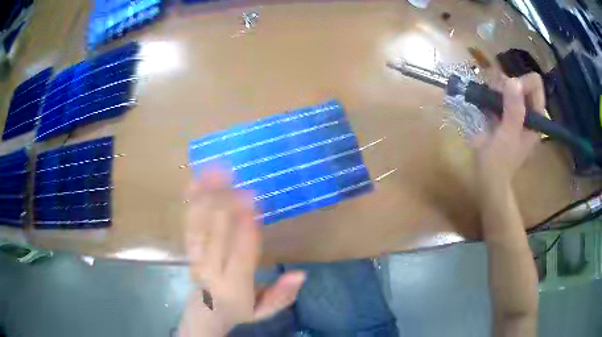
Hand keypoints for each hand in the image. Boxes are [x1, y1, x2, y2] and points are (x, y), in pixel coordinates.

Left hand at [178, 169, 305, 336]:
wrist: (205, 313)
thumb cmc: (240, 309)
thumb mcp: (264, 311)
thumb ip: (281, 295)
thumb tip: (301, 274)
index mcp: (234, 286)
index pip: (240, 255)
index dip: (244, 228)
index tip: (252, 201)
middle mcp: (211, 270)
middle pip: (216, 235)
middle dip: (225, 204)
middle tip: (237, 178)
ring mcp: (197, 258)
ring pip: (200, 225)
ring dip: (206, 196)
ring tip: (214, 170)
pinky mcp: (190, 250)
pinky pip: (189, 224)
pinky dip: (192, 202)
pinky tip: (195, 180)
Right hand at [473, 73, 545, 181]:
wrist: (486, 179)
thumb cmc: (499, 161)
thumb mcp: (508, 136)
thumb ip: (513, 110)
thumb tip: (513, 80)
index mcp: (535, 119)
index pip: (535, 87)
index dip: (522, 82)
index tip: (507, 89)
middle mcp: (527, 114)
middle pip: (522, 85)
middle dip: (507, 83)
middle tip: (494, 92)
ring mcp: (515, 115)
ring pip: (509, 89)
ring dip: (497, 87)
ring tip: (486, 94)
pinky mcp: (503, 117)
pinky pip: (500, 97)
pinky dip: (492, 94)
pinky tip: (483, 99)